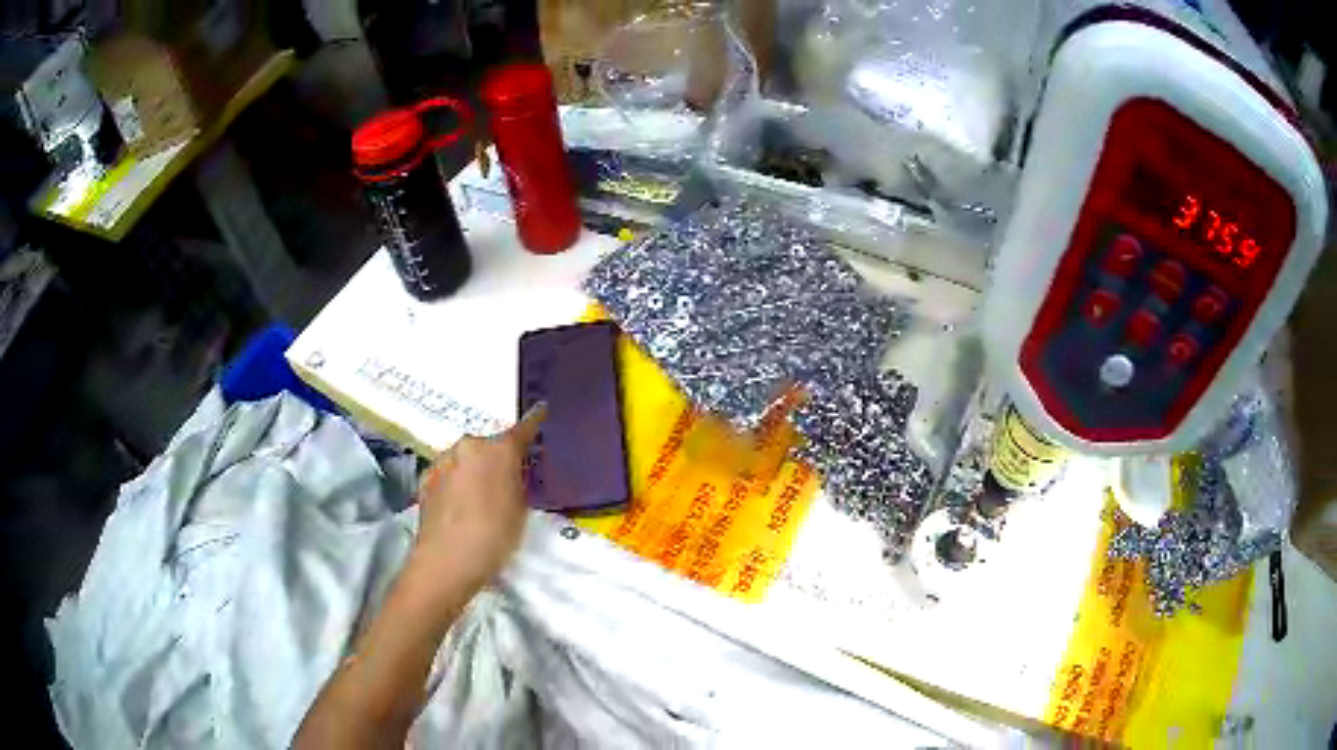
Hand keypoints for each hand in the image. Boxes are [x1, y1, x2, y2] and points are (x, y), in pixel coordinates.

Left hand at [409, 403, 546, 597]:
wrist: (446, 561)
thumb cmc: (493, 537)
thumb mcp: (520, 510)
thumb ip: (517, 482)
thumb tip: (512, 471)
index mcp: (498, 450)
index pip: (522, 430)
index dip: (534, 422)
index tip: (541, 411)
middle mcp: (468, 446)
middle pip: (489, 446)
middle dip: (498, 458)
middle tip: (507, 481)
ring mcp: (443, 460)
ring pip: (466, 459)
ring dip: (475, 470)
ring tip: (481, 499)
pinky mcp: (426, 478)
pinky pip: (449, 473)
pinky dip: (457, 482)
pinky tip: (460, 507)